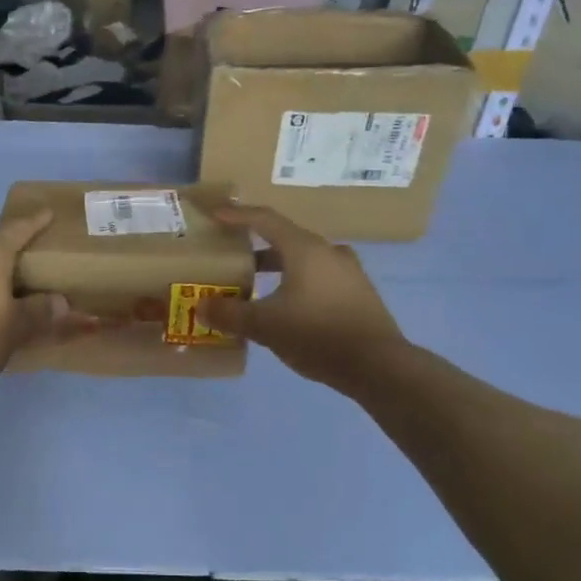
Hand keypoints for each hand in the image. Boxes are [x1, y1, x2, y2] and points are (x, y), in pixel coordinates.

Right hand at [198, 205, 406, 390]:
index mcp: (304, 249)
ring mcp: (348, 272)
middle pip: (285, 239)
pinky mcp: (359, 293)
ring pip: (304, 259)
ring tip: (255, 284)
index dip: (237, 215)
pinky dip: (297, 282)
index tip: (216, 214)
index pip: (265, 220)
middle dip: (255, 246)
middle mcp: (328, 252)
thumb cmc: (317, 335)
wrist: (379, 366)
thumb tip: (201, 306)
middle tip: (232, 256)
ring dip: (277, 267)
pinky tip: (287, 305)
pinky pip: (319, 277)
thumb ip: (230, 314)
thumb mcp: (265, 326)